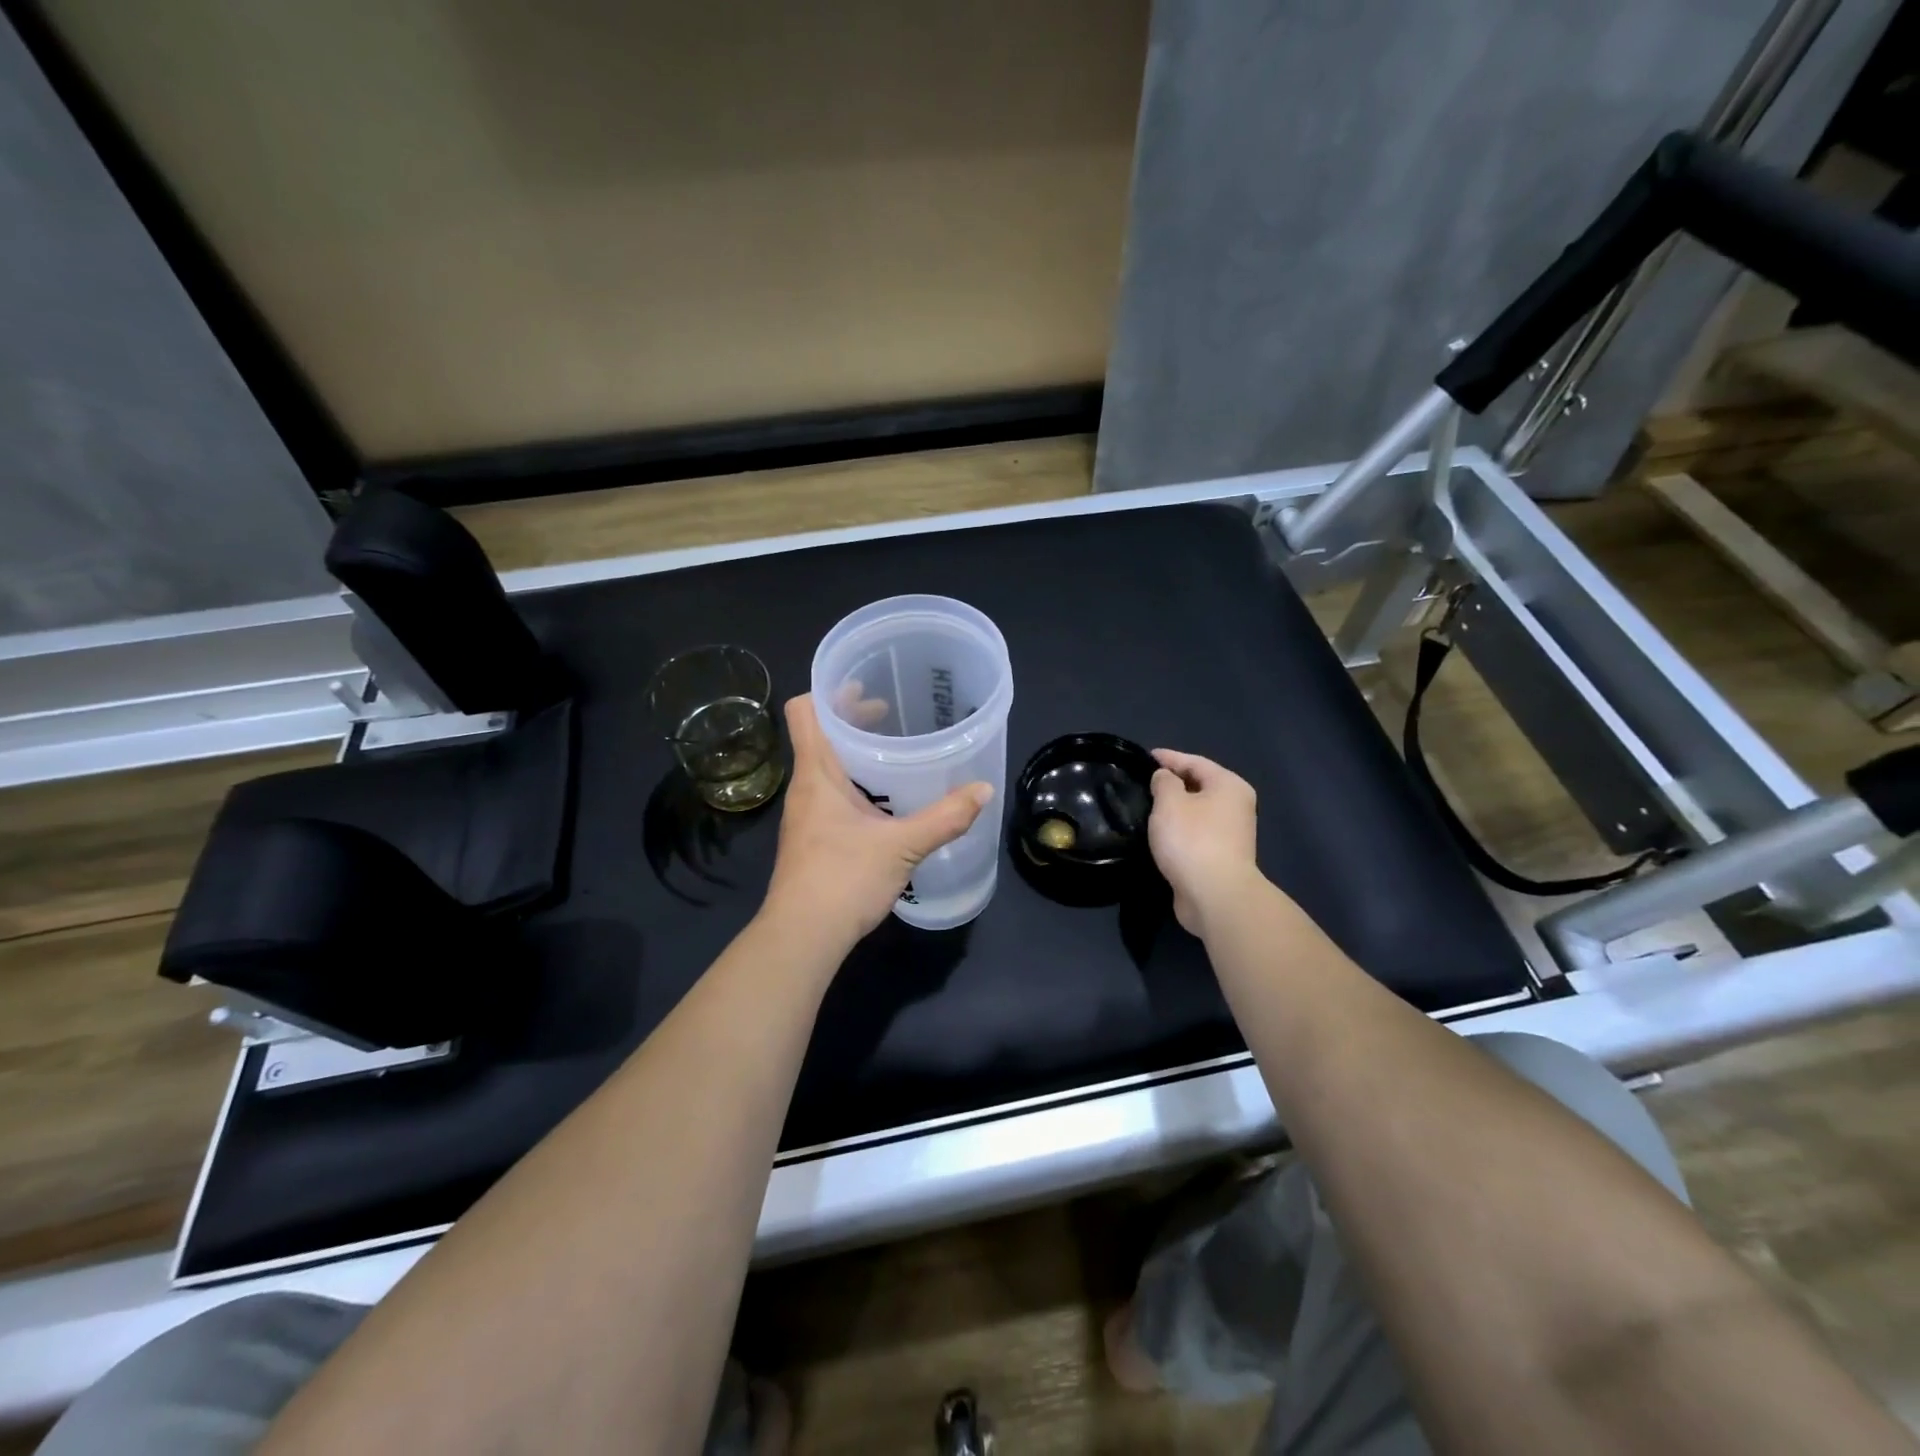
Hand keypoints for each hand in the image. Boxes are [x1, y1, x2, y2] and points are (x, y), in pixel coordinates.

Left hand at [763, 694, 991, 947]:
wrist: (802, 937)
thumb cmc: (843, 879)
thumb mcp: (902, 845)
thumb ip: (945, 817)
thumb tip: (983, 790)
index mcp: (817, 773)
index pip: (804, 711)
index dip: (828, 691)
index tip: (864, 685)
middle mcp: (805, 787)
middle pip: (820, 735)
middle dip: (853, 719)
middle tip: (891, 711)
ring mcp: (806, 814)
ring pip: (827, 766)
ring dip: (855, 752)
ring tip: (893, 750)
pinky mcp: (813, 838)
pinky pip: (832, 793)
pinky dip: (856, 783)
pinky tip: (885, 799)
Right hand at [1148, 749, 1261, 937]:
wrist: (1216, 896)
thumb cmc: (1192, 840)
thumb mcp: (1170, 803)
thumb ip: (1164, 782)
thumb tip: (1165, 778)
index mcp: (1229, 785)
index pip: (1194, 762)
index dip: (1168, 758)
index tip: (1144, 757)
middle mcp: (1236, 806)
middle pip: (1199, 785)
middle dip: (1172, 782)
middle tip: (1143, 782)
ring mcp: (1231, 833)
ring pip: (1197, 811)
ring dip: (1175, 808)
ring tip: (1147, 806)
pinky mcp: (1222, 857)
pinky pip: (1196, 833)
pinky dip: (1179, 829)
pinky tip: (1160, 833)